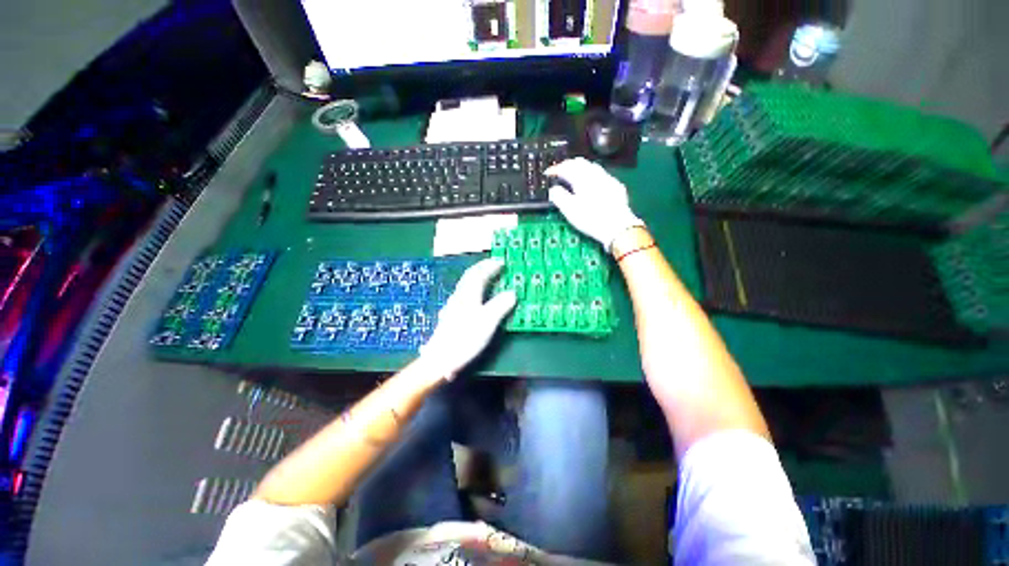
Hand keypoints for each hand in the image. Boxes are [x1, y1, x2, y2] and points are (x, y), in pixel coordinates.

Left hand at [419, 258, 516, 380]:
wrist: (440, 358)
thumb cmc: (465, 338)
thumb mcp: (488, 321)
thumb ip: (500, 305)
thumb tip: (512, 292)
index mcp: (468, 294)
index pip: (479, 273)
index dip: (490, 266)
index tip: (501, 262)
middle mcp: (459, 295)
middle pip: (470, 276)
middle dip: (483, 268)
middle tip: (495, 265)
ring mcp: (453, 305)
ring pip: (466, 284)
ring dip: (477, 277)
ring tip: (488, 277)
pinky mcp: (451, 315)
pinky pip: (464, 293)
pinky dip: (474, 288)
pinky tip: (475, 296)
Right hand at [547, 158, 643, 251]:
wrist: (617, 227)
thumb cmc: (591, 219)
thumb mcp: (569, 210)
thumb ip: (558, 196)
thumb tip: (553, 189)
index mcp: (581, 178)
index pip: (565, 167)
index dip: (555, 169)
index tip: (548, 174)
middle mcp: (595, 174)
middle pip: (579, 162)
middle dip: (568, 165)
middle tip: (560, 173)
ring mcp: (607, 179)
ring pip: (591, 166)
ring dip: (580, 169)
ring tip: (573, 177)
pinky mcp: (616, 186)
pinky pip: (601, 175)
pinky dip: (592, 176)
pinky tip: (591, 185)